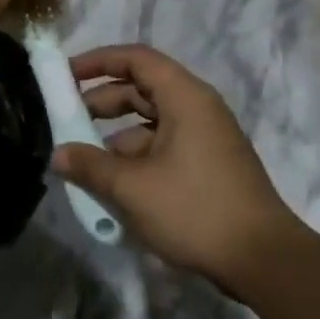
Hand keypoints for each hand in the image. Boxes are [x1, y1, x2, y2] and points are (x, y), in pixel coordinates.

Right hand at [53, 45, 305, 293]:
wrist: (261, 259)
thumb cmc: (194, 209)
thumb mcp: (132, 187)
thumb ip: (90, 166)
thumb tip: (58, 154)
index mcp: (185, 99)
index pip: (137, 59)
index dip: (98, 61)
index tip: (65, 76)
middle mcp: (198, 110)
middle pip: (142, 90)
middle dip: (101, 103)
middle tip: (67, 122)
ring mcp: (205, 140)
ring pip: (150, 125)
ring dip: (114, 138)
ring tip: (82, 164)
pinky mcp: (206, 168)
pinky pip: (162, 149)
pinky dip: (135, 159)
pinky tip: (112, 186)